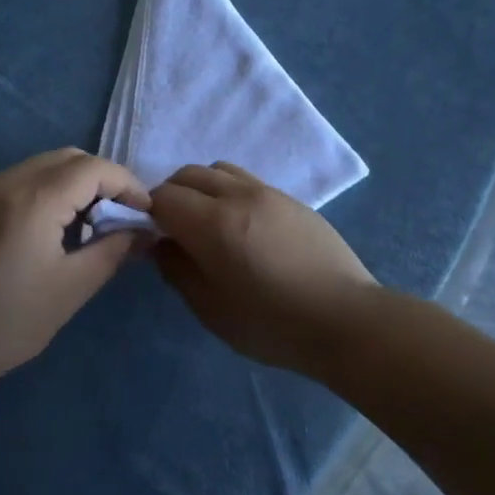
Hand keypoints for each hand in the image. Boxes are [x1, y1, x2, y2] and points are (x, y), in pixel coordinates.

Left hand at [0, 149, 149, 385]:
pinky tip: (64, 226)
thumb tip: (144, 231)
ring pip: (48, 165)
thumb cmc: (10, 322)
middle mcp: (8, 182)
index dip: (127, 184)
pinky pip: (28, 178)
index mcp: (32, 201)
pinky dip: (55, 190)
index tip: (145, 215)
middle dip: (104, 180)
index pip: (93, 169)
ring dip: (79, 184)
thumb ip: (113, 250)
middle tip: (124, 217)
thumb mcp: (72, 288)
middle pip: (70, 158)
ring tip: (98, 223)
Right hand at [150, 162, 376, 375]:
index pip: (163, 197)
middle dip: (172, 197)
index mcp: (213, 223)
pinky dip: (230, 194)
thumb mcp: (210, 309)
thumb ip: (177, 270)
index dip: (149, 215)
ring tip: (209, 225)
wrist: (345, 320)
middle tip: (176, 232)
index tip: (153, 240)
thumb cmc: (271, 324)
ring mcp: (270, 193)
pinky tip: (243, 229)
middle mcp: (239, 195)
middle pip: (189, 175)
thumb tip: (161, 244)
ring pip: (220, 170)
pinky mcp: (293, 201)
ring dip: (202, 189)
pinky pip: (248, 182)